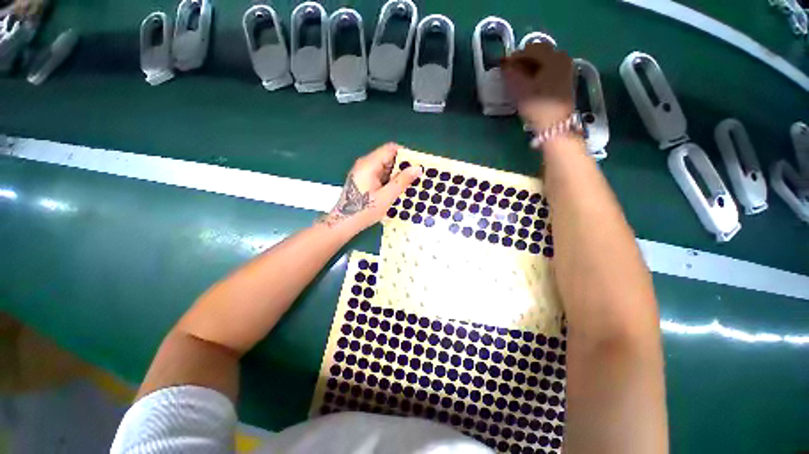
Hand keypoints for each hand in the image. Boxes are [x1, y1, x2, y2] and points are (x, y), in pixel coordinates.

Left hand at [321, 143, 421, 230]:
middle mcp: (365, 164)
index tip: (417, 165)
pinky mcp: (363, 181)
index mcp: (369, 164)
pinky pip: (380, 175)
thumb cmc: (364, 211)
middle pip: (388, 157)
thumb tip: (417, 168)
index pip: (390, 149)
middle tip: (416, 178)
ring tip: (409, 185)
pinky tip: (397, 190)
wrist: (344, 223)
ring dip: (397, 175)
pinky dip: (390, 180)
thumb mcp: (386, 197)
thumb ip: (402, 181)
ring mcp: (363, 172)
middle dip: (403, 167)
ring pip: (385, 167)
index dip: (406, 155)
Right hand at [501, 42, 574, 129]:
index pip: (529, 49)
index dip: (514, 57)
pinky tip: (530, 83)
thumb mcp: (521, 90)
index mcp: (552, 57)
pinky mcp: (565, 79)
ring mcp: (565, 68)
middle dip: (523, 60)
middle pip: (538, 53)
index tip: (502, 67)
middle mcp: (561, 57)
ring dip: (530, 67)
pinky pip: (549, 68)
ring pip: (543, 61)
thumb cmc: (538, 107)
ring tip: (518, 79)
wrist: (556, 126)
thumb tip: (505, 64)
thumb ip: (512, 74)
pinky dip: (537, 72)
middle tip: (509, 73)